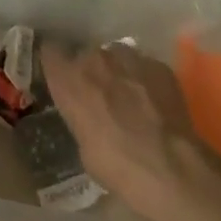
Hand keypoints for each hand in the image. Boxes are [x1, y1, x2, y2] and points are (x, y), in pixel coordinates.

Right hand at [40, 40, 220, 220]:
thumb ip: (80, 116)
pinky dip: (146, 79)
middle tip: (100, 95)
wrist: (171, 168)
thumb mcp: (83, 145)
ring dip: (118, 71)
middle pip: (86, 54)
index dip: (56, 63)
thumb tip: (90, 116)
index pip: (50, 52)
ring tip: (130, 96)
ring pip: (116, 55)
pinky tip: (155, 102)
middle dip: (91, 71)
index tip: (61, 75)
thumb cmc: (116, 165)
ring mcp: (129, 58)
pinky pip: (145, 66)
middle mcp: (94, 59)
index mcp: (68, 79)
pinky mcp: (159, 66)